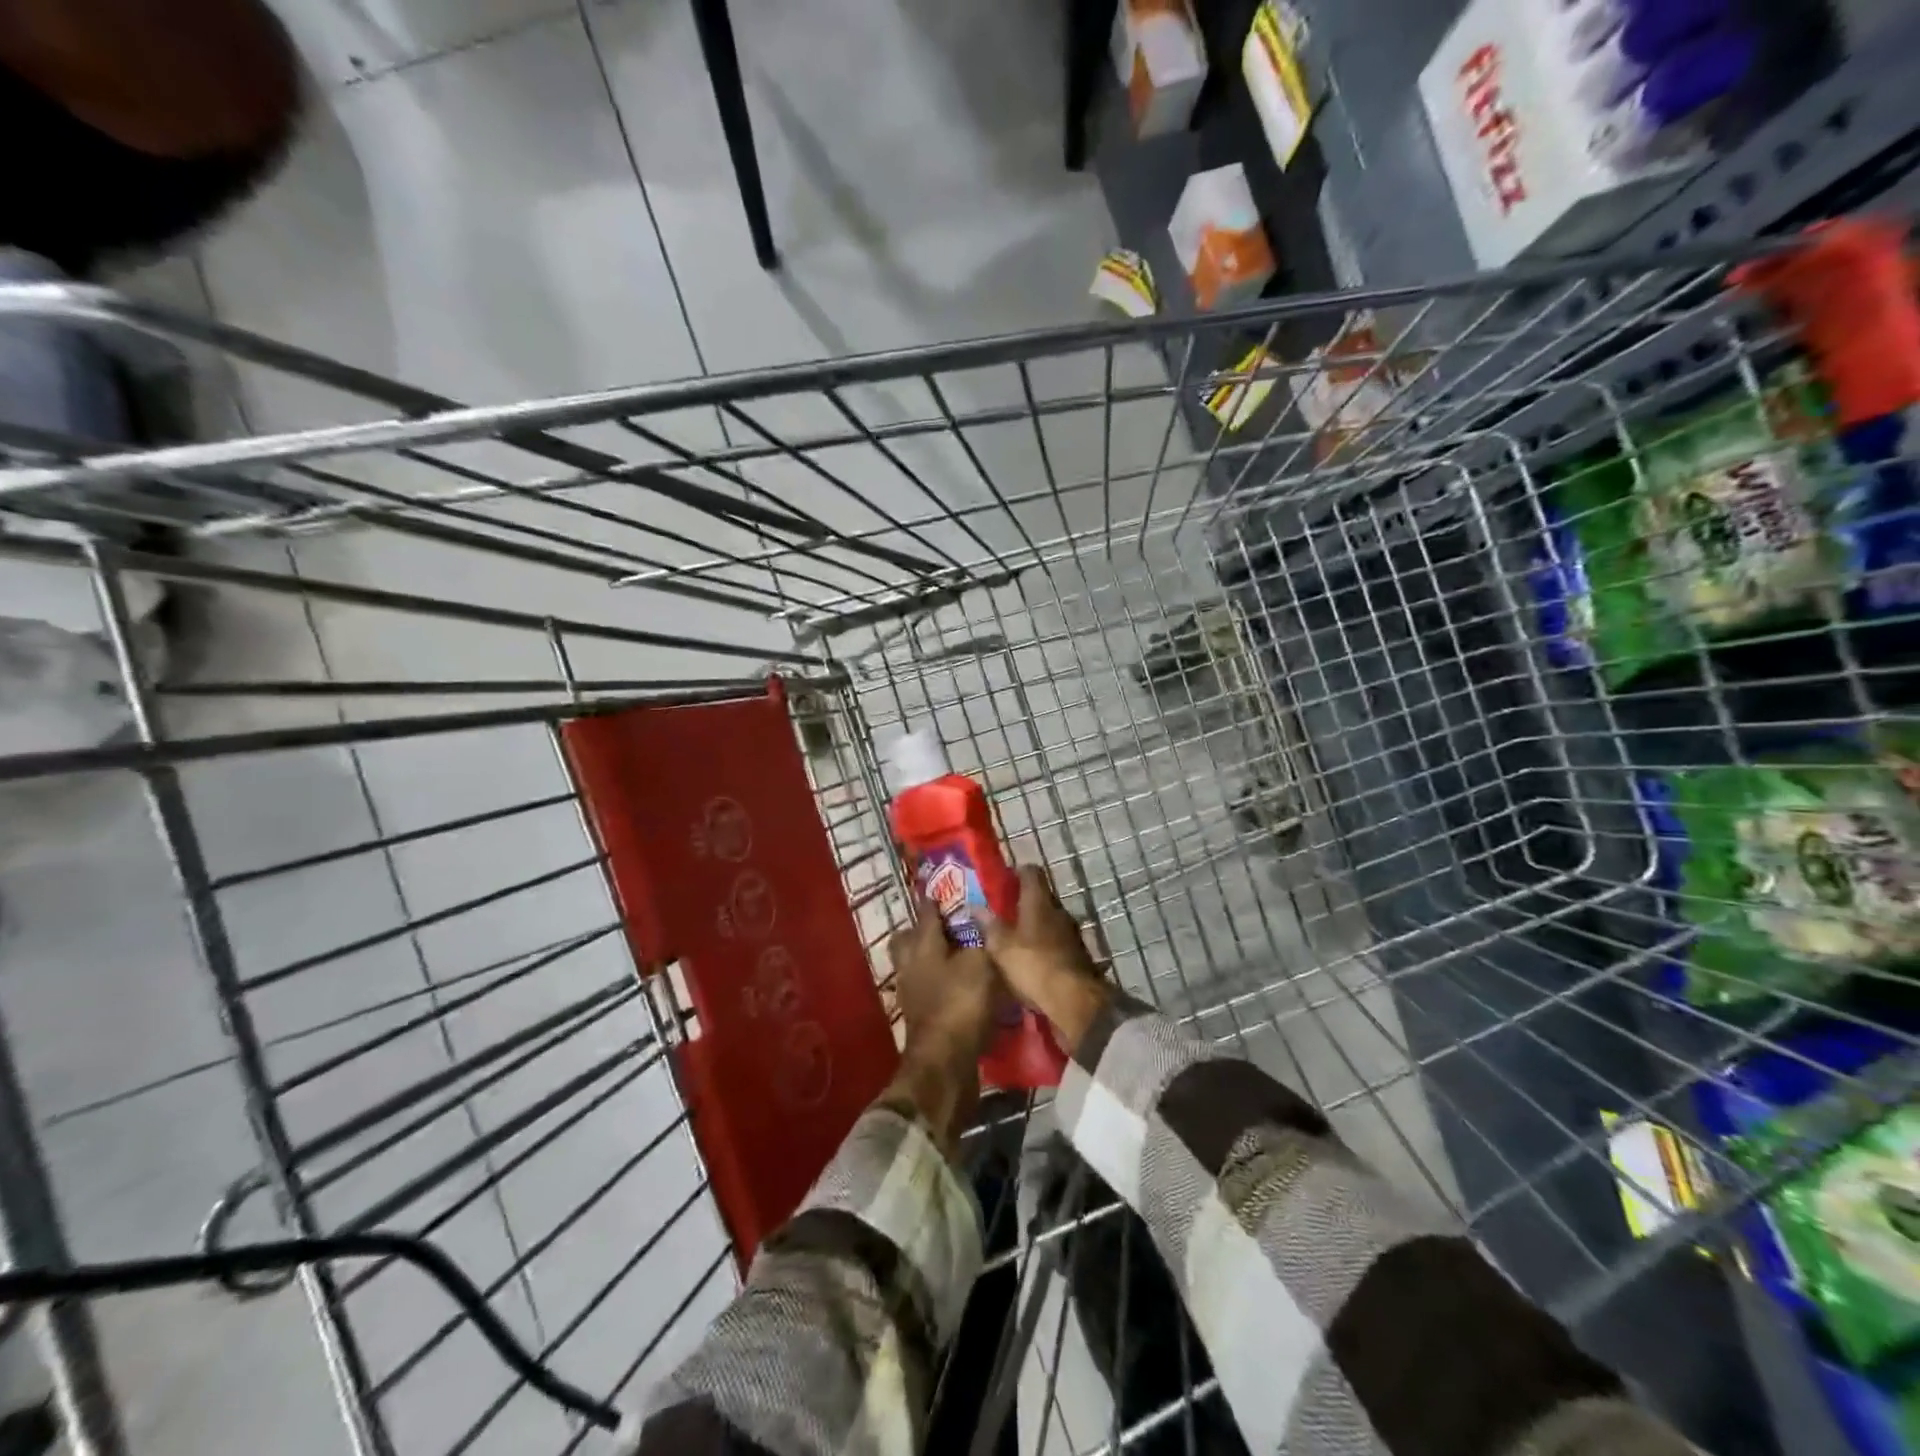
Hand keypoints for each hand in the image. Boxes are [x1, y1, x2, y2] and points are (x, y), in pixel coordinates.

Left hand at [888, 896, 1003, 1062]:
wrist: (945, 1063)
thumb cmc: (962, 1003)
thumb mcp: (981, 964)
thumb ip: (980, 940)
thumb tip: (981, 922)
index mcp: (923, 945)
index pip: (926, 914)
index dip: (935, 900)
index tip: (942, 889)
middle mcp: (910, 965)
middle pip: (907, 940)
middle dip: (922, 930)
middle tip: (946, 926)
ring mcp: (911, 993)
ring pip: (914, 965)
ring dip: (930, 959)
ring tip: (956, 956)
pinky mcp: (919, 1018)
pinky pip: (926, 989)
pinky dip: (939, 984)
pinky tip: (957, 986)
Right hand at [983, 865, 1109, 1053]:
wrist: (1074, 1002)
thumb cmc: (1034, 965)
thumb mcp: (1001, 947)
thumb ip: (989, 925)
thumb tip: (976, 907)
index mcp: (1040, 902)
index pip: (1031, 873)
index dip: (1016, 873)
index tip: (1002, 882)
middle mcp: (1059, 912)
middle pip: (1040, 898)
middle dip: (1022, 904)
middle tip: (1000, 915)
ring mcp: (1072, 935)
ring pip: (1049, 923)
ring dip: (1034, 928)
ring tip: (1013, 941)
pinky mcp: (1078, 957)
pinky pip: (1056, 945)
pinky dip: (1043, 948)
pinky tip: (1030, 963)